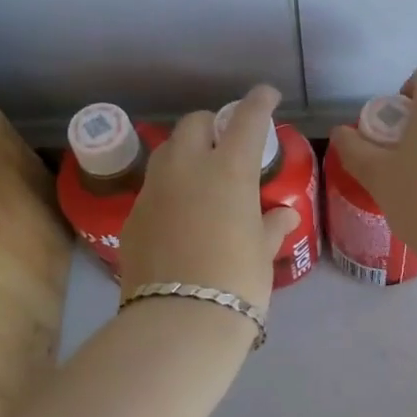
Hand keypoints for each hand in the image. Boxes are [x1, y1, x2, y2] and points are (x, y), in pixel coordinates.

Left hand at [119, 84, 299, 312]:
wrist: (178, 321)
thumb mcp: (263, 252)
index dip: (259, 101)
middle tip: (228, 143)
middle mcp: (187, 167)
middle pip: (195, 123)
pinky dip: (169, 187)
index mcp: (229, 169)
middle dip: (213, 124)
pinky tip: (180, 213)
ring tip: (200, 173)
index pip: (247, 118)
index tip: (267, 95)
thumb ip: (271, 224)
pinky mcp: (134, 215)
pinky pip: (153, 187)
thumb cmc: (237, 282)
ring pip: (168, 150)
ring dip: (186, 151)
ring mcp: (154, 189)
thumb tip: (282, 213)